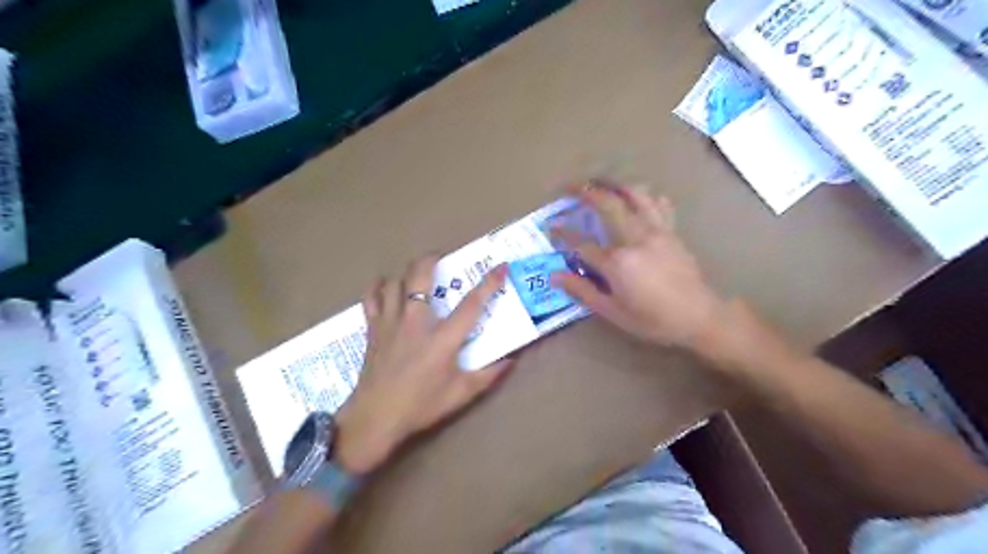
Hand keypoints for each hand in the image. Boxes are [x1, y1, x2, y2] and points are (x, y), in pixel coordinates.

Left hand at [335, 257, 511, 474]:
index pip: (471, 304)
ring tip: (416, 274)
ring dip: (406, 273)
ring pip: (395, 282)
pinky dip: (377, 287)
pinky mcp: (373, 329)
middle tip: (442, 257)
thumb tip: (512, 360)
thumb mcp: (461, 394)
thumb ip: (488, 375)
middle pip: (420, 276)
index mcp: (442, 338)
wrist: (376, 418)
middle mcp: (416, 322)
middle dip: (431, 259)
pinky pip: (371, 298)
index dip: (489, 283)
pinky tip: (385, 286)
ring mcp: (390, 322)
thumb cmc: (421, 406)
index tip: (501, 266)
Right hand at [554, 182, 724, 350]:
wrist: (700, 316)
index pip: (582, 243)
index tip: (551, 226)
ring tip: (602, 181)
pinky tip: (639, 197)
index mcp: (617, 263)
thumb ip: (583, 291)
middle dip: (587, 192)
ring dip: (616, 184)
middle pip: (608, 204)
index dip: (563, 233)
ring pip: (636, 195)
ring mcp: (657, 232)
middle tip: (572, 187)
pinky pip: (659, 205)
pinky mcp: (672, 232)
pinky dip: (647, 196)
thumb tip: (555, 276)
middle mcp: (635, 239)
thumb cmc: (653, 319)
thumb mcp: (613, 312)